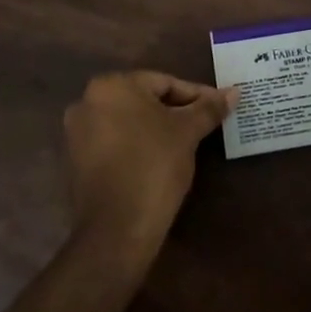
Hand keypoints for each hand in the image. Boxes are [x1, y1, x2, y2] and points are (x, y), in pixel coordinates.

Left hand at [63, 71, 234, 258]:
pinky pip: (115, 142)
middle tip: (205, 124)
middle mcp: (87, 102)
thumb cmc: (154, 166)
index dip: (196, 95)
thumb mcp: (188, 132)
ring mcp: (77, 133)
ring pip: (130, 122)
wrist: (117, 229)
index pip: (164, 82)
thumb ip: (209, 108)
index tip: (218, 108)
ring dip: (157, 128)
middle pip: (144, 100)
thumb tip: (234, 92)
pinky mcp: (77, 161)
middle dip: (176, 111)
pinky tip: (160, 159)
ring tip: (187, 142)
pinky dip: (138, 145)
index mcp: (111, 86)